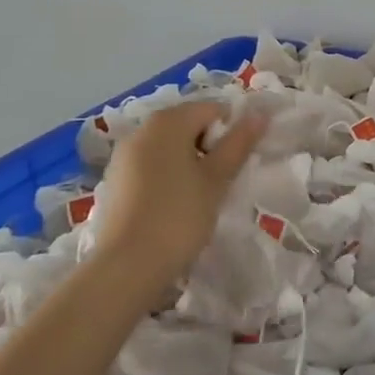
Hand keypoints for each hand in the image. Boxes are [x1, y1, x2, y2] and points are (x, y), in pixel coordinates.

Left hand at [89, 101, 264, 276]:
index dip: (232, 131)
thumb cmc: (179, 216)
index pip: (212, 109)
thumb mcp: (217, 179)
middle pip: (188, 124)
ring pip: (168, 147)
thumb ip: (239, 143)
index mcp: (168, 122)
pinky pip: (150, 165)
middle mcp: (141, 130)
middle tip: (221, 179)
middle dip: (209, 146)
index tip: (237, 162)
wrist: (127, 266)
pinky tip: (173, 205)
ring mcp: (123, 156)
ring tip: (199, 195)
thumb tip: (259, 114)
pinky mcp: (114, 181)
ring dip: (188, 161)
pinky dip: (167, 175)